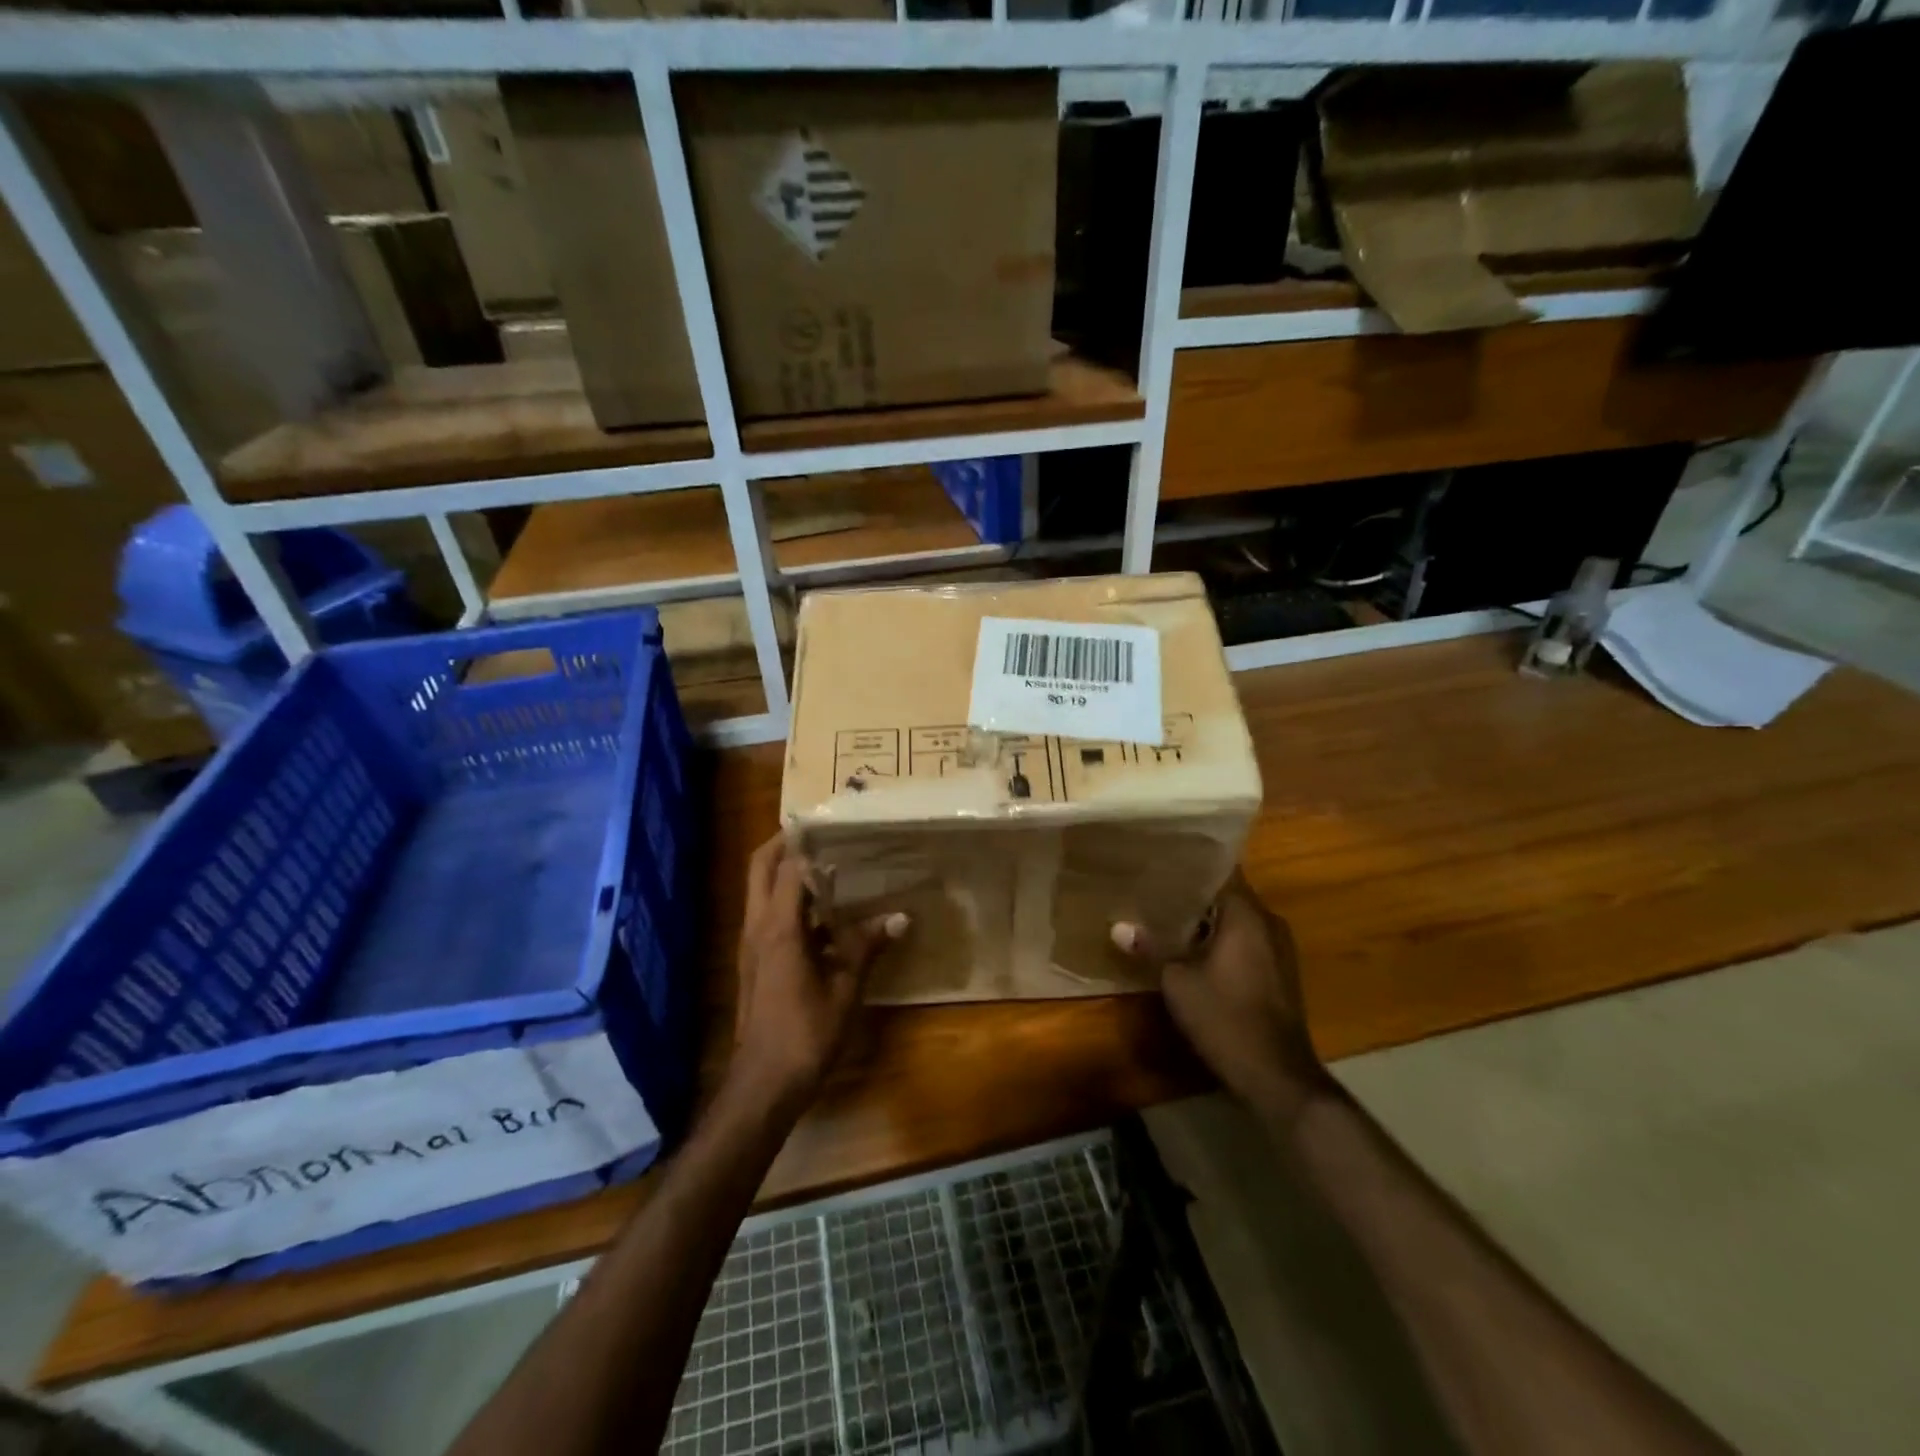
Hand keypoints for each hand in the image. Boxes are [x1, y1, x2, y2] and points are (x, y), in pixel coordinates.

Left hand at [730, 834, 908, 1115]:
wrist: (763, 1084)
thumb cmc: (805, 1034)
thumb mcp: (845, 989)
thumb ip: (867, 948)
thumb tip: (900, 918)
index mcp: (779, 928)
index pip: (789, 868)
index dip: (807, 842)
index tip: (831, 824)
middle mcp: (758, 928)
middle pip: (761, 869)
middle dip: (784, 845)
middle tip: (819, 834)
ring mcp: (751, 946)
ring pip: (761, 892)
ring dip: (787, 874)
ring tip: (828, 867)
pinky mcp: (753, 962)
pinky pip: (768, 917)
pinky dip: (790, 904)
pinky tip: (824, 917)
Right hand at [1114, 872, 1333, 1126]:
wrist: (1277, 1075)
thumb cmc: (1225, 1017)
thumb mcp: (1177, 982)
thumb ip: (1150, 948)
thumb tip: (1119, 928)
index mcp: (1247, 914)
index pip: (1219, 870)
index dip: (1189, 866)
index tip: (1160, 863)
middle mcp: (1269, 922)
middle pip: (1227, 895)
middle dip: (1192, 895)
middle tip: (1153, 891)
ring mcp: (1279, 949)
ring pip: (1236, 921)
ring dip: (1206, 921)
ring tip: (1166, 919)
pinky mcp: (1280, 973)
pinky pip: (1246, 942)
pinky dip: (1221, 941)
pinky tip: (1193, 952)